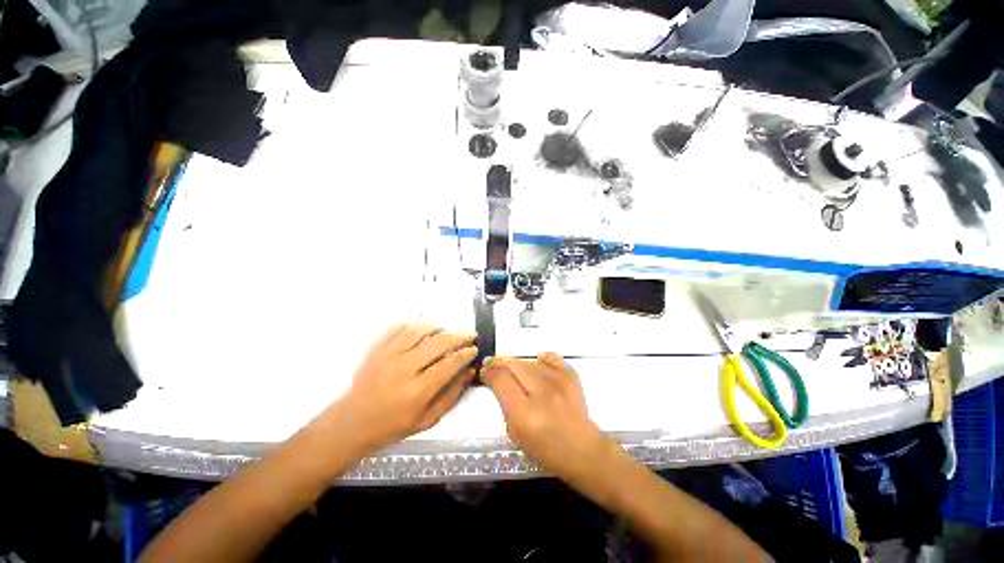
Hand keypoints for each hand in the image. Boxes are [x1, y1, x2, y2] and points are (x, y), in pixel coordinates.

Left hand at [318, 322, 477, 451]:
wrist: (352, 422)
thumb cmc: (393, 424)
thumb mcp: (427, 419)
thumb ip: (451, 395)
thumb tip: (470, 372)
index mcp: (417, 391)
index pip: (450, 364)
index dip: (466, 353)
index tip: (473, 349)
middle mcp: (404, 369)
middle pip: (438, 342)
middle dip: (459, 335)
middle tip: (469, 334)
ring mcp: (387, 355)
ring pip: (419, 330)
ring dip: (437, 326)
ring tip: (446, 329)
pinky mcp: (376, 348)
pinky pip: (397, 327)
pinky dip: (413, 322)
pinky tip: (422, 326)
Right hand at [481, 353, 610, 480]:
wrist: (583, 450)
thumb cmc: (546, 450)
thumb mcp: (516, 435)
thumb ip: (505, 406)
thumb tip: (498, 384)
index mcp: (525, 413)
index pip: (501, 380)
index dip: (488, 373)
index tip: (484, 372)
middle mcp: (542, 393)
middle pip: (514, 365)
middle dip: (499, 362)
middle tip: (492, 364)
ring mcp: (559, 382)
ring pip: (529, 361)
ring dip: (517, 364)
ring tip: (513, 370)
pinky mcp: (571, 377)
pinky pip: (550, 358)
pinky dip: (540, 360)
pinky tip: (536, 365)